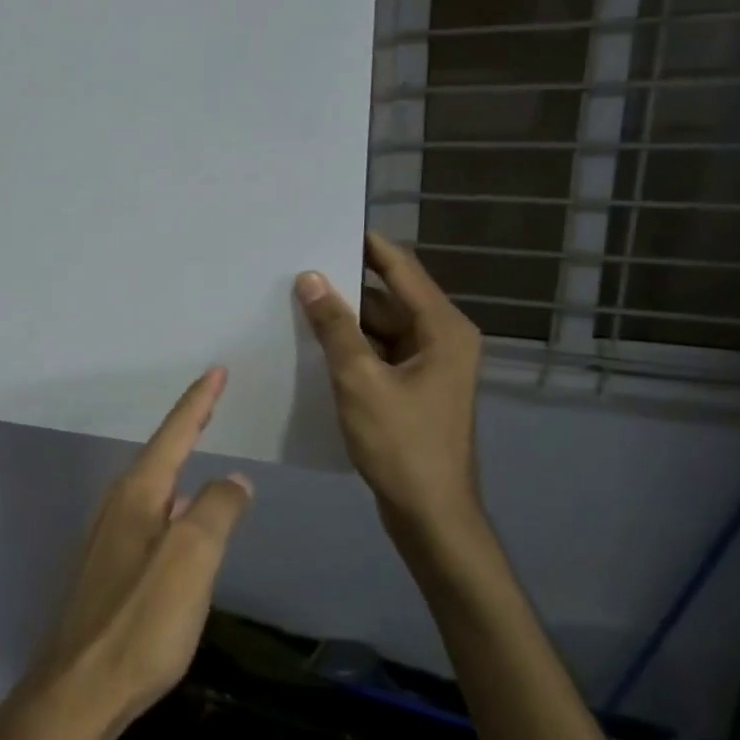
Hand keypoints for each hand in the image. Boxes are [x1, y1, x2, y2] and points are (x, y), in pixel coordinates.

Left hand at [17, 368, 252, 739]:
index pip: (174, 435)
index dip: (198, 402)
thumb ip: (217, 513)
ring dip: (178, 463)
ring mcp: (109, 540)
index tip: (217, 371)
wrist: (78, 692)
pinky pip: (150, 518)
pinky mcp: (109, 572)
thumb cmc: (139, 622)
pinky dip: (173, 503)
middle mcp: (118, 508)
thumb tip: (234, 480)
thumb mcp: (191, 561)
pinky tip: (182, 520)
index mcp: (137, 496)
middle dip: (187, 426)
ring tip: (200, 449)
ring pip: (153, 488)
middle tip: (211, 401)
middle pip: (159, 455)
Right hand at [296, 232, 487, 556]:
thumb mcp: (360, 381)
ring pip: (382, 331)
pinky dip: (353, 351)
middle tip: (297, 272)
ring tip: (296, 306)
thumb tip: (310, 278)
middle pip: (389, 300)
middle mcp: (443, 340)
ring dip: (346, 323)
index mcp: (443, 329)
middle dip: (346, 289)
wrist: (431, 514)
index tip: (328, 225)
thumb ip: (335, 328)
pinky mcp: (415, 392)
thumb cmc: (401, 444)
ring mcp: (430, 368)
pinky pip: (380, 356)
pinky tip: (315, 349)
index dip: (367, 246)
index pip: (402, 269)